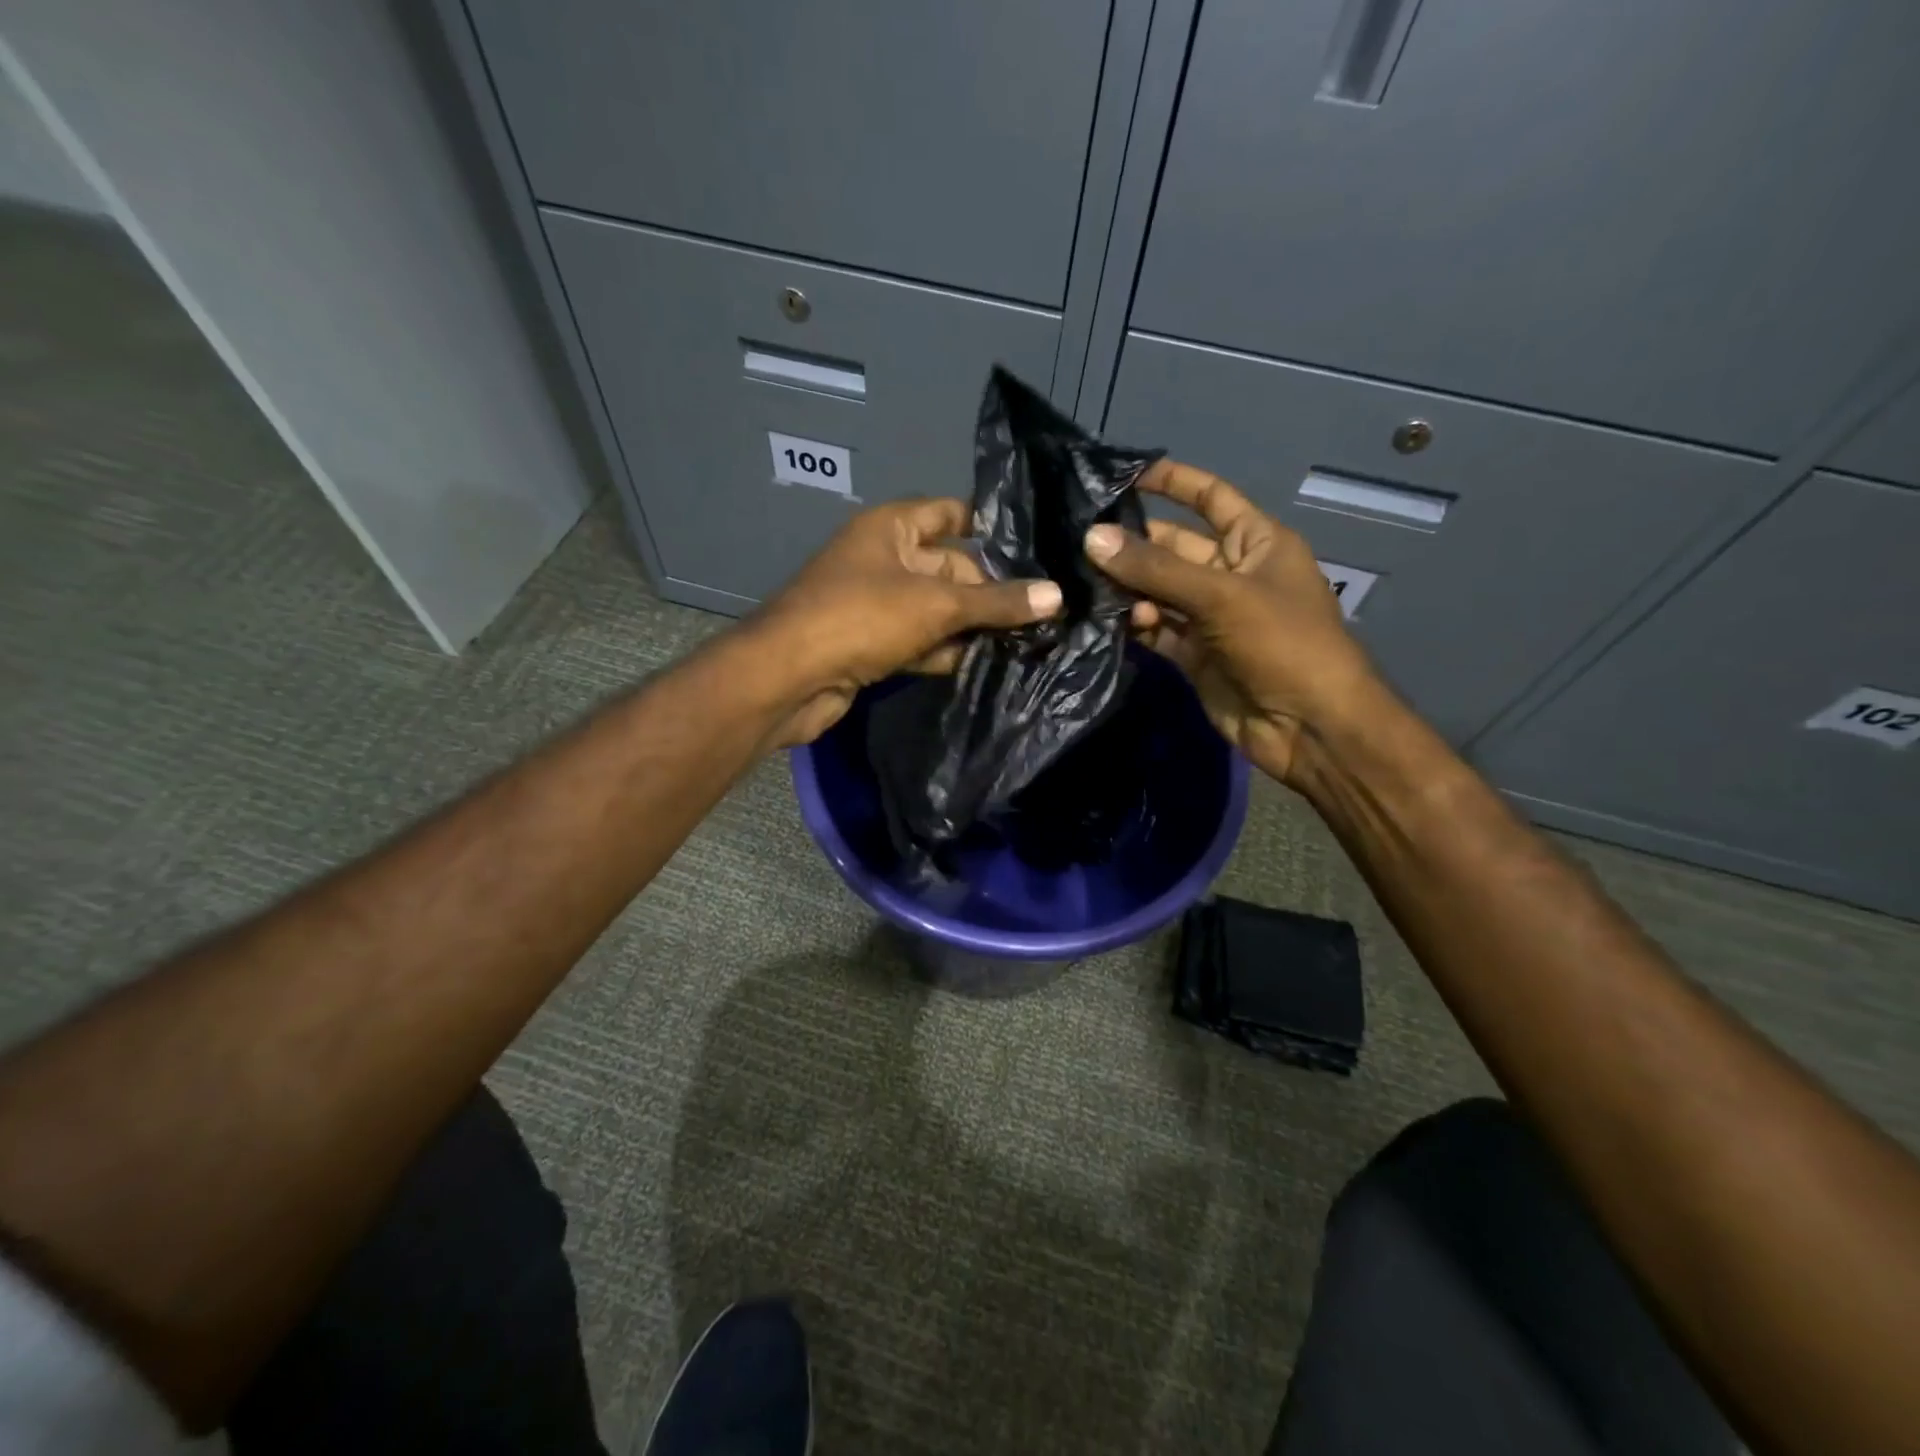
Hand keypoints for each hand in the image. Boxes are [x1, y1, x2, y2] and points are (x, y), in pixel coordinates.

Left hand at [752, 497, 1061, 746]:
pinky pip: (920, 642)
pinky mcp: (873, 645)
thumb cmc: (860, 618)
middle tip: (1047, 609)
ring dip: (973, 626)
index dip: (989, 526)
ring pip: (937, 610)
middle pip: (950, 567)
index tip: (1037, 546)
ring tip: (1033, 639)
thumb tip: (1057, 596)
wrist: (788, 679)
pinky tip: (989, 665)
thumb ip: (995, 602)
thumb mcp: (936, 605)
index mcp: (891, 528)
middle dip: (991, 590)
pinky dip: (947, 652)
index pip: (949, 514)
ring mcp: (877, 605)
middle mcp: (884, 560)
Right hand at [1083, 460, 1381, 785]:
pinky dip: (1134, 625)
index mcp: (1258, 543)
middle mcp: (1232, 574)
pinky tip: (1106, 621)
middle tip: (1079, 541)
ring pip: (1159, 591)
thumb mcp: (1221, 596)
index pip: (1211, 498)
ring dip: (1128, 588)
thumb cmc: (1283, 643)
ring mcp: (1211, 617)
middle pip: (1175, 548)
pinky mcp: (1194, 654)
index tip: (1125, 475)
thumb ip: (1156, 569)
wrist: (1309, 727)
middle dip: (1134, 544)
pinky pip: (1156, 630)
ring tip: (1083, 584)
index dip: (1174, 482)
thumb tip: (1093, 539)